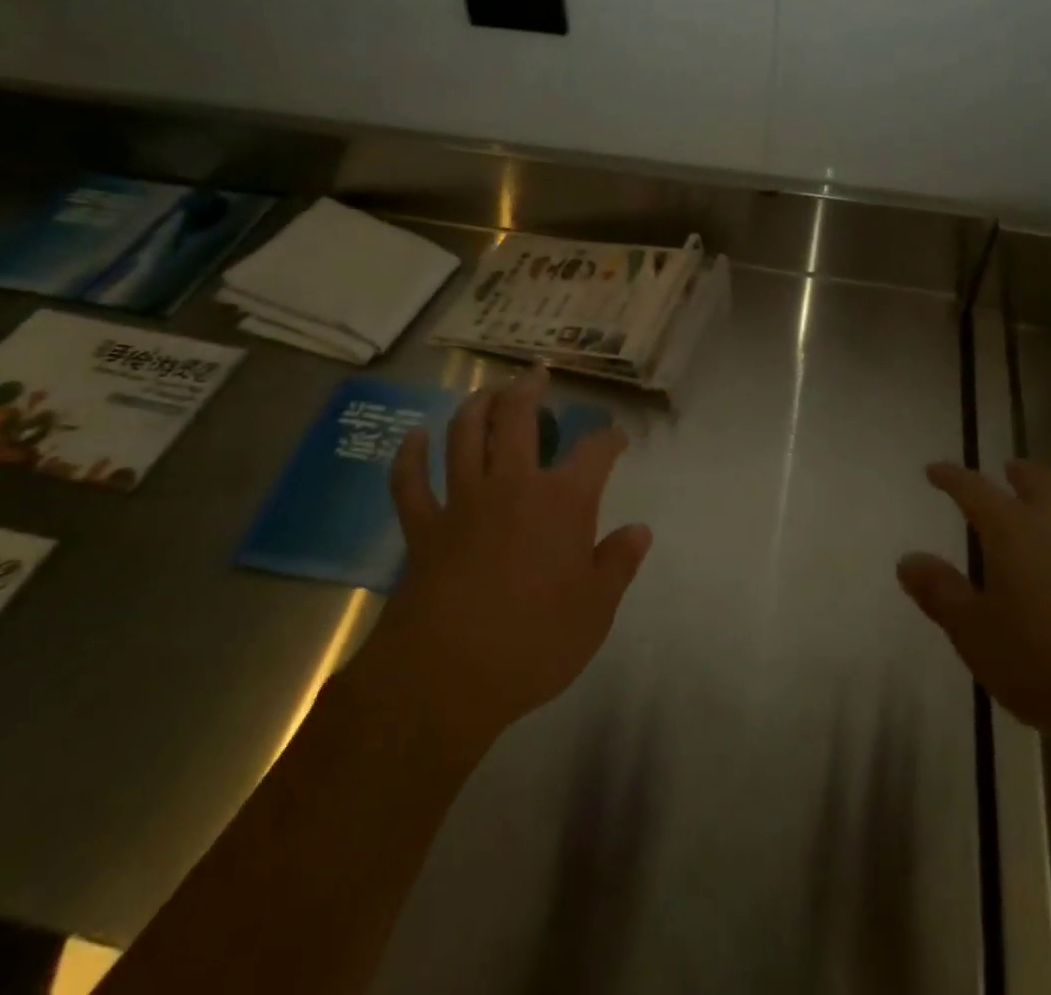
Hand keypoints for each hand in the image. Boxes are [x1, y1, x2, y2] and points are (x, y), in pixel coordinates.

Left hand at [369, 368, 651, 752]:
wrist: (447, 677)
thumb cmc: (534, 644)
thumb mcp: (595, 610)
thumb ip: (618, 563)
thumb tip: (640, 530)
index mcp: (562, 502)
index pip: (595, 452)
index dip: (609, 438)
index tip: (617, 436)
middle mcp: (512, 485)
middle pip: (518, 420)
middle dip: (529, 391)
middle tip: (535, 374)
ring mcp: (462, 502)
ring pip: (464, 436)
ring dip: (475, 406)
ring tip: (486, 390)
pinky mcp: (423, 527)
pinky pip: (410, 482)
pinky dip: (410, 456)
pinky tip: (414, 437)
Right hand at [898, 459, 1050, 759]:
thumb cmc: (1044, 665)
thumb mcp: (974, 634)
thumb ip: (940, 593)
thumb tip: (907, 559)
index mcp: (1014, 535)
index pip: (975, 492)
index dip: (953, 477)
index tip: (935, 469)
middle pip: (1043, 486)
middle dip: (1023, 473)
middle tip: (1011, 467)